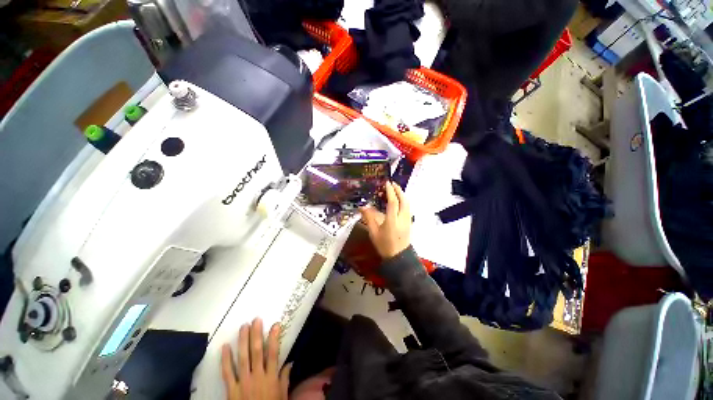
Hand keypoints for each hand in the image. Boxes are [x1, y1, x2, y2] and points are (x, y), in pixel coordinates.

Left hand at [221, 318, 291, 399]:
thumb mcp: (282, 395)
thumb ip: (285, 378)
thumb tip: (291, 362)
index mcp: (271, 377)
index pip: (273, 353)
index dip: (274, 338)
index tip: (275, 324)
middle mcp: (257, 376)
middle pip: (256, 352)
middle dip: (256, 335)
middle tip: (255, 320)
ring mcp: (243, 382)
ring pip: (243, 358)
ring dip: (242, 341)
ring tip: (243, 327)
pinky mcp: (231, 390)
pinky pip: (227, 373)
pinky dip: (226, 360)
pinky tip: (225, 347)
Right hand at [360, 181, 411, 258]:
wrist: (399, 257)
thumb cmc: (384, 245)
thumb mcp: (374, 233)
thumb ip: (369, 219)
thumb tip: (362, 207)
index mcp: (392, 221)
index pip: (393, 202)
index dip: (390, 192)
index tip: (387, 183)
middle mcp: (402, 218)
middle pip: (403, 200)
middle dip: (398, 190)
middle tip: (392, 183)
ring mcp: (408, 220)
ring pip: (407, 203)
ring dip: (402, 194)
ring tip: (395, 190)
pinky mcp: (409, 222)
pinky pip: (408, 207)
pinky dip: (404, 200)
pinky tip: (398, 200)